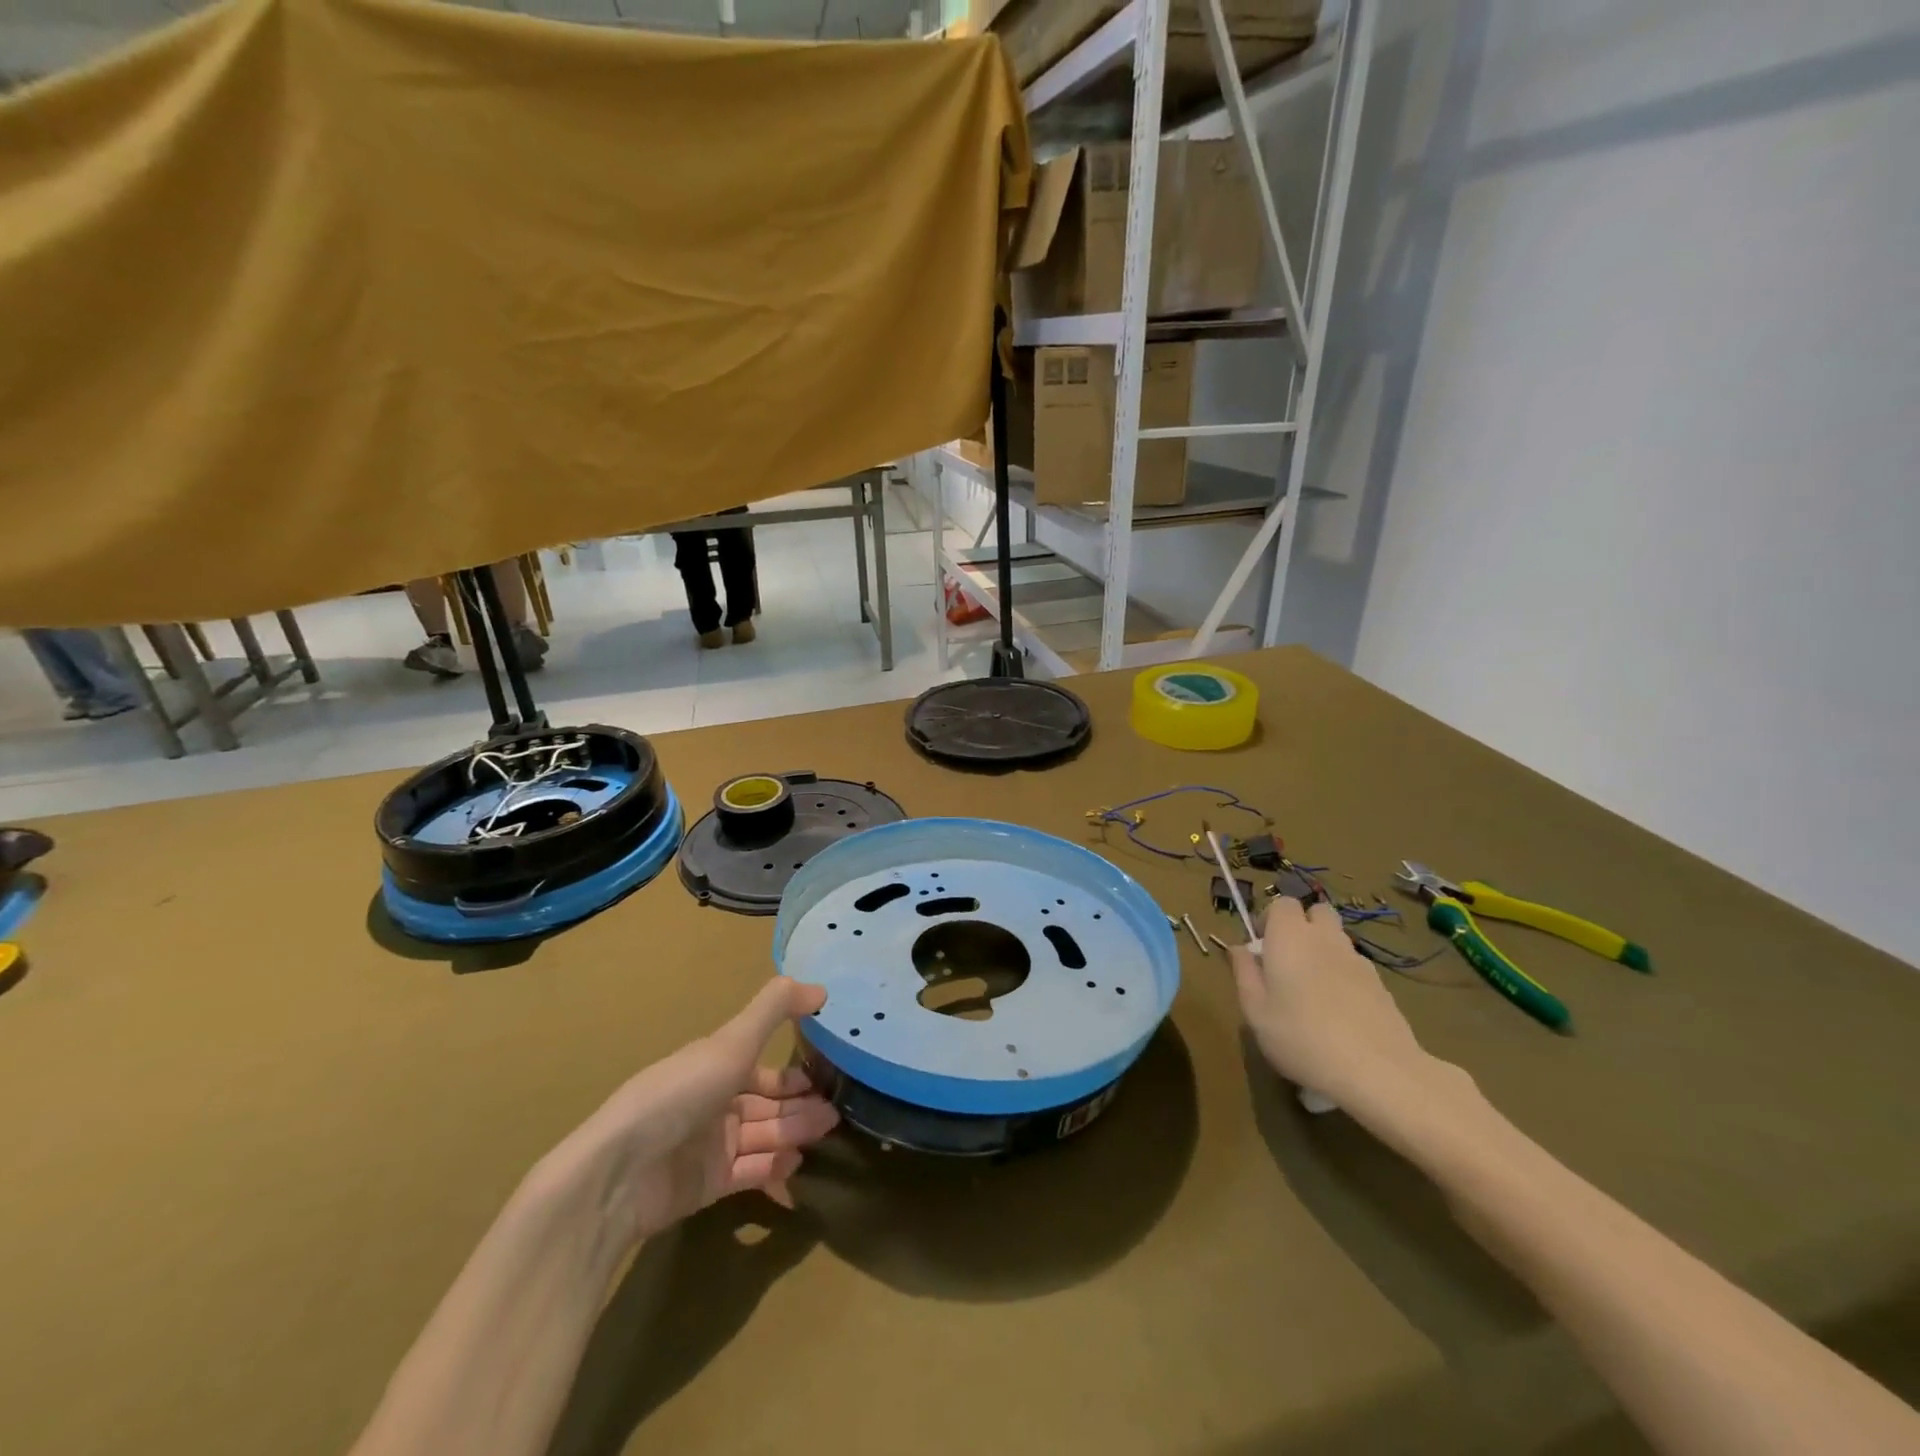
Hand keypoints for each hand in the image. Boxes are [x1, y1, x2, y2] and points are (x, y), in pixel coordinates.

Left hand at [550, 977, 839, 1248]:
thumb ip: (775, 1009)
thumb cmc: (680, 1094)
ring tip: (827, 1130)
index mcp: (715, 1065)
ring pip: (764, 1135)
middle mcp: (715, 1101)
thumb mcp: (732, 1042)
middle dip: (800, 1104)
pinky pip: (750, 1172)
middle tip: (836, 1110)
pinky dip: (774, 1167)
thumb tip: (821, 988)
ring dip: (795, 1131)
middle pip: (767, 1102)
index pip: (762, 1066)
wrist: (622, 1173)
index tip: (827, 1073)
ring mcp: (711, 1144)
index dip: (793, 1072)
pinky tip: (797, 1164)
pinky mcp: (709, 1184)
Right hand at [1228, 897, 1458, 1117]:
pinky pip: (1355, 965)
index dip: (1270, 919)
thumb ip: (1244, 973)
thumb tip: (1239, 948)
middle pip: (1317, 912)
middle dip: (1302, 925)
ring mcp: (1357, 960)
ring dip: (1323, 949)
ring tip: (1313, 988)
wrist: (1378, 1070)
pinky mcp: (1381, 984)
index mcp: (1289, 937)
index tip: (1261, 947)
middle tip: (1289, 959)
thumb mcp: (1255, 1011)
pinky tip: (1339, 1011)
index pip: (1283, 903)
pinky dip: (1343, 975)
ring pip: (1337, 938)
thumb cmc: (1301, 1037)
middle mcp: (1324, 938)